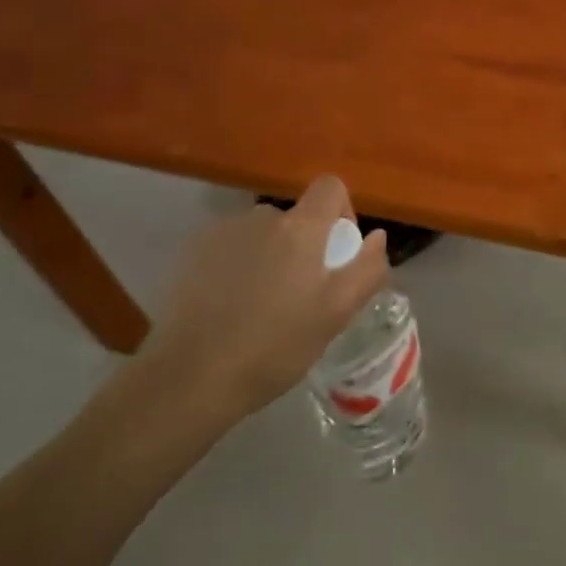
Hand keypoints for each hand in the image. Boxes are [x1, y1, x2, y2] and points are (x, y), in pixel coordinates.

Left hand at [124, 177, 388, 448]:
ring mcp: (223, 233)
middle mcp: (263, 218)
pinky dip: (237, 268)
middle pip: (296, 218)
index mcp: (301, 228)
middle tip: (298, 298)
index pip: (331, 186)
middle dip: (303, 247)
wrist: (188, 379)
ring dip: (269, 258)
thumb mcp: (336, 315)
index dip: (342, 211)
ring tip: (259, 309)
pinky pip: (230, 249)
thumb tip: (377, 237)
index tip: (337, 253)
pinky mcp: (193, 253)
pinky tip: (228, 310)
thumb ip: (366, 270)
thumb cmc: (274, 347)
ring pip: (262, 236)